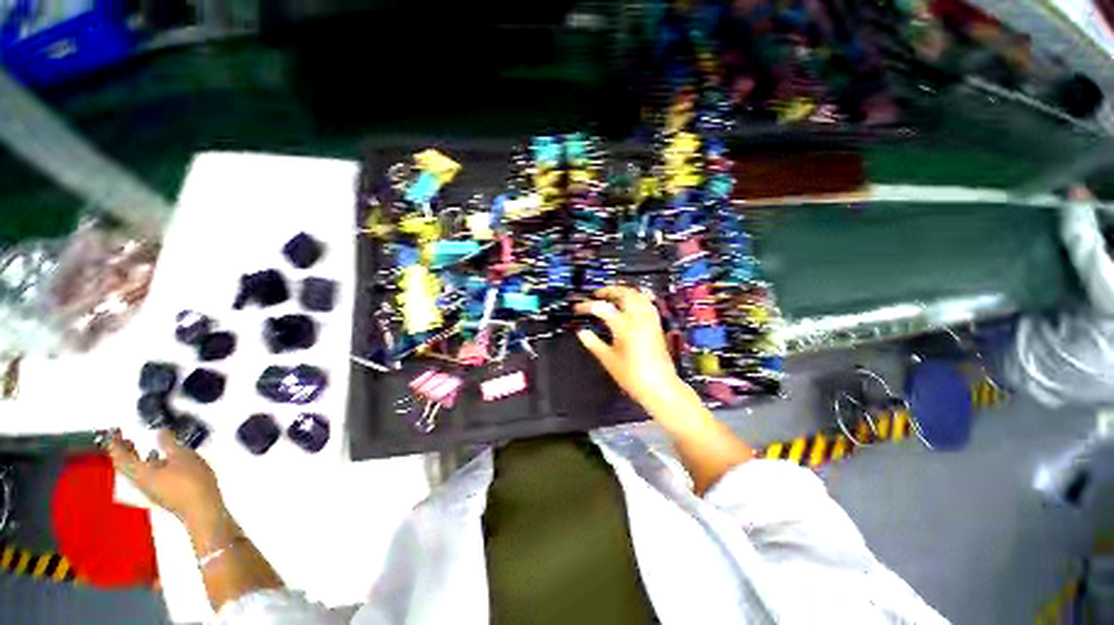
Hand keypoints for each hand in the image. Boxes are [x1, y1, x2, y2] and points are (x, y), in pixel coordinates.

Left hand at [105, 430, 225, 530]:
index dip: (114, 442)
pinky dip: (146, 464)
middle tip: (124, 437)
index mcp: (140, 472)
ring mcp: (150, 489)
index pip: (120, 456)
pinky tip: (158, 460)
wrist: (202, 509)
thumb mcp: (183, 456)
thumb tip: (160, 431)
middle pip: (124, 466)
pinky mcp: (161, 492)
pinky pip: (146, 476)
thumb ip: (169, 443)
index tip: (115, 430)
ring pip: (134, 472)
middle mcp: (140, 482)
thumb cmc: (190, 481)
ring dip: (134, 458)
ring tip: (139, 446)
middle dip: (122, 451)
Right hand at [575, 286, 683, 407]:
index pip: (603, 308)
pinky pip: (647, 302)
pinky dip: (637, 296)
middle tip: (595, 295)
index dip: (587, 306)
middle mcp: (639, 318)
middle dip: (608, 290)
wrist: (659, 387)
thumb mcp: (608, 360)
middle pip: (624, 293)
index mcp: (625, 327)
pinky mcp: (656, 324)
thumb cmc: (632, 376)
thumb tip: (581, 332)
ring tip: (611, 295)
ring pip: (637, 294)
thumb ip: (593, 343)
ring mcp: (650, 320)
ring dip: (623, 291)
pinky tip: (631, 301)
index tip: (577, 309)